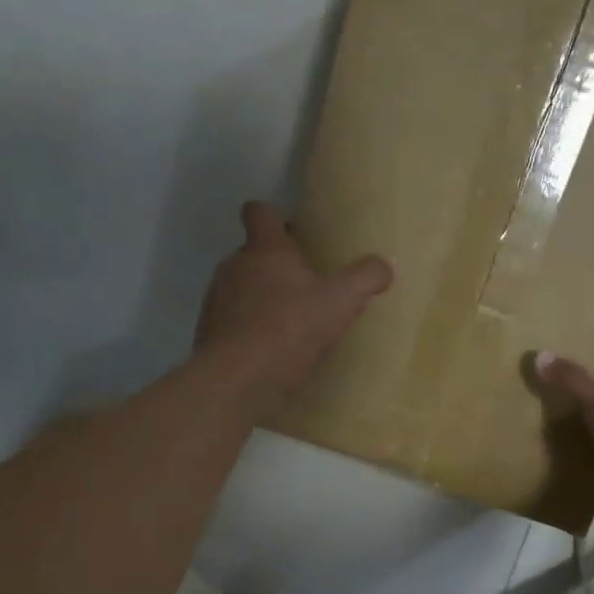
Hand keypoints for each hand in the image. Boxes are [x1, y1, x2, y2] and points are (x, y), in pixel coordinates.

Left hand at [195, 202, 392, 412]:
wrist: (237, 380)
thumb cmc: (289, 330)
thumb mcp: (340, 303)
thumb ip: (364, 279)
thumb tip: (385, 265)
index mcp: (265, 250)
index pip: (260, 212)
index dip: (274, 217)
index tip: (290, 231)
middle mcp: (234, 267)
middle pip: (252, 255)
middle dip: (274, 267)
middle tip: (302, 289)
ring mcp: (216, 301)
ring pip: (240, 290)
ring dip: (259, 301)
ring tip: (287, 327)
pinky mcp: (209, 335)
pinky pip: (232, 325)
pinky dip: (248, 333)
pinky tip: (268, 355)